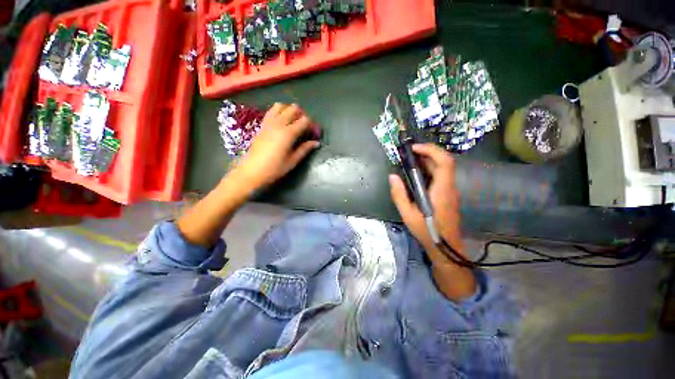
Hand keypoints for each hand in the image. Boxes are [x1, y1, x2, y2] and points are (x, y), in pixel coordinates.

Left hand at [231, 103, 319, 190]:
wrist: (252, 171)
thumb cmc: (275, 168)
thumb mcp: (293, 161)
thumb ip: (305, 149)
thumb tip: (316, 143)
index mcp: (288, 133)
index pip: (305, 120)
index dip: (313, 125)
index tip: (315, 134)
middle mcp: (279, 124)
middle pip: (294, 109)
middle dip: (303, 116)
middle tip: (306, 128)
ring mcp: (269, 122)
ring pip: (281, 106)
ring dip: (290, 111)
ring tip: (294, 122)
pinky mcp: (262, 125)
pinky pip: (271, 111)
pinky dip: (279, 112)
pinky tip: (282, 122)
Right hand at [389, 144, 463, 257]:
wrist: (446, 247)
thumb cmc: (427, 231)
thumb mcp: (408, 214)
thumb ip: (399, 195)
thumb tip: (392, 176)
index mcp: (442, 190)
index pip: (444, 162)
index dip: (431, 150)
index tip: (414, 148)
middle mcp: (450, 187)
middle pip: (445, 162)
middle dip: (427, 153)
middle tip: (409, 153)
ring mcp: (451, 191)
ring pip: (443, 168)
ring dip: (428, 160)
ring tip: (411, 161)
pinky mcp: (448, 194)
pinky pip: (441, 176)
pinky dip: (430, 169)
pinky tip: (417, 175)